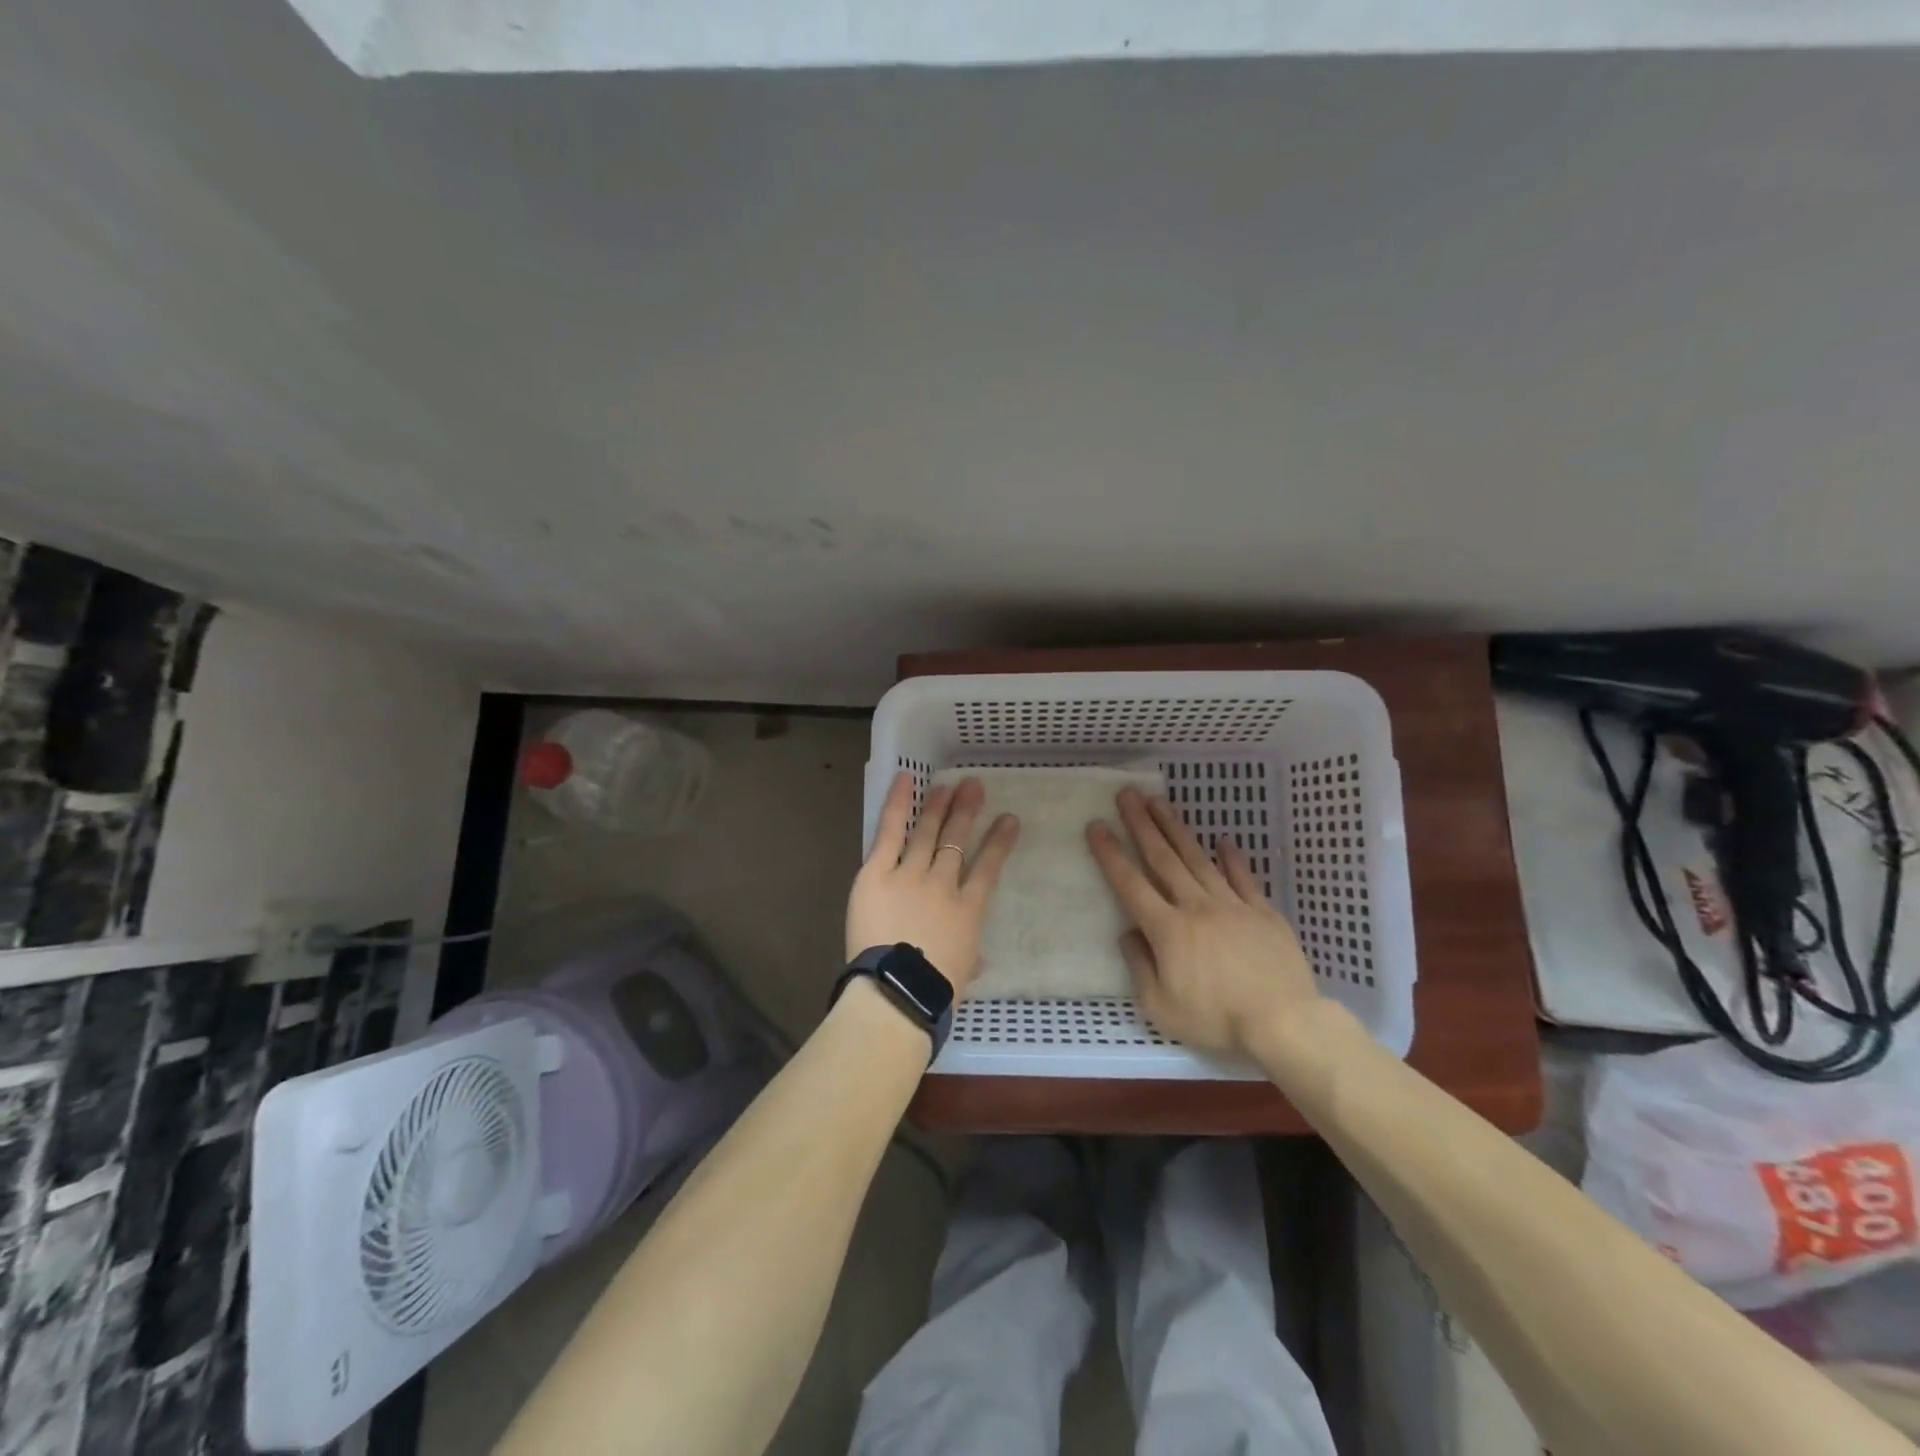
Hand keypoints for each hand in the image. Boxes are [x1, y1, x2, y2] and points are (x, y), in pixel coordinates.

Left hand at [846, 772, 1019, 994]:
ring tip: (949, 785)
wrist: (898, 991)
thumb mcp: (963, 975)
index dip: (1000, 842)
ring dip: (939, 806)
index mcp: (967, 911)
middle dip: (967, 812)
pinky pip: (891, 831)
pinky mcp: (878, 872)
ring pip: (928, 832)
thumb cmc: (933, 992)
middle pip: (957, 841)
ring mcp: (911, 873)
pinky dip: (898, 804)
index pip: (988, 869)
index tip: (1009, 820)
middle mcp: (943, 884)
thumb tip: (976, 961)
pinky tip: (906, 780)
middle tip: (974, 787)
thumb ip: (969, 959)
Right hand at [1087, 788, 1320, 1058]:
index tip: (1096, 825)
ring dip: (1176, 829)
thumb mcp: (1161, 1008)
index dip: (1110, 854)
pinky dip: (1233, 858)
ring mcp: (1232, 905)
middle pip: (1163, 858)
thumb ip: (1139, 967)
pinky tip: (1224, 840)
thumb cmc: (1217, 1020)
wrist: (1284, 1022)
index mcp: (1167, 929)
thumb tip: (1128, 934)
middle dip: (1142, 824)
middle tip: (1128, 794)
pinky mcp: (1263, 912)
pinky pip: (1244, 878)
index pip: (1130, 884)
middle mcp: (1196, 906)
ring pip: (1198, 859)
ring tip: (1160, 802)